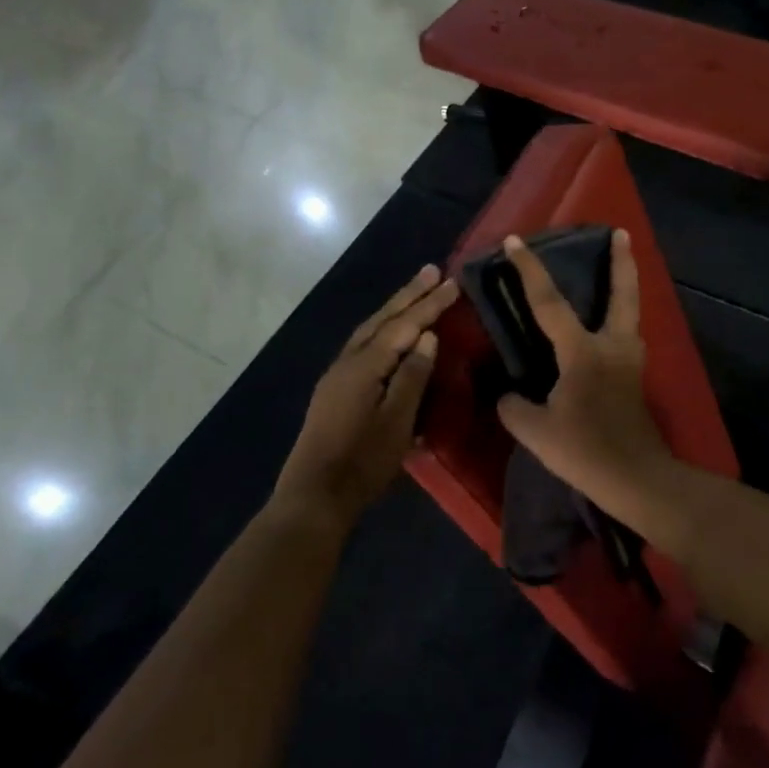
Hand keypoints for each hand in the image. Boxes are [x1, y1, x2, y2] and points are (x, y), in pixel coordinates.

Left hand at [272, 265, 459, 524]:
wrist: (315, 496)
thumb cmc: (362, 462)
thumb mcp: (397, 421)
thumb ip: (412, 376)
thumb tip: (426, 337)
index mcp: (363, 366)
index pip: (403, 326)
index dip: (429, 304)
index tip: (452, 282)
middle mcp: (347, 362)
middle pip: (381, 320)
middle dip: (408, 295)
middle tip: (432, 270)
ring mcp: (336, 375)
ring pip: (369, 331)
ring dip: (393, 309)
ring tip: (415, 292)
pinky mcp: (334, 390)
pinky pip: (362, 346)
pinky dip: (381, 331)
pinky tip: (390, 334)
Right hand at [495, 230, 673, 516]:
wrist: (638, 480)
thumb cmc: (586, 451)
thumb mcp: (536, 431)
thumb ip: (514, 407)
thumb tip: (509, 395)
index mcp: (583, 351)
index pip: (550, 303)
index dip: (530, 270)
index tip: (516, 241)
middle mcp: (613, 346)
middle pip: (622, 294)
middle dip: (622, 261)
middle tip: (621, 233)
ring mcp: (631, 362)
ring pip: (630, 315)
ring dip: (625, 289)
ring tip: (617, 273)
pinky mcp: (636, 381)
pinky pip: (627, 337)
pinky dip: (620, 321)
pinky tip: (608, 331)